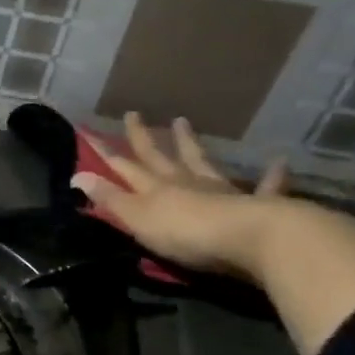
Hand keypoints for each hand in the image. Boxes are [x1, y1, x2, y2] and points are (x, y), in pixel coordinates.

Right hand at [71, 111, 288, 280]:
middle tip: (134, 115)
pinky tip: (278, 162)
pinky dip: (269, 176)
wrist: (249, 239)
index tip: (90, 132)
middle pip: (160, 157)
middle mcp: (186, 182)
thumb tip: (77, 175)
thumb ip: (110, 198)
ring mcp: (221, 190)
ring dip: (191, 143)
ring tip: (183, 122)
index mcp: (155, 188)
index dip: (106, 152)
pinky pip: (264, 187)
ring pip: (201, 161)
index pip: (124, 166)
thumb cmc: (185, 232)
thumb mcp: (138, 218)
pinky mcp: (256, 204)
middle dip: (144, 138)